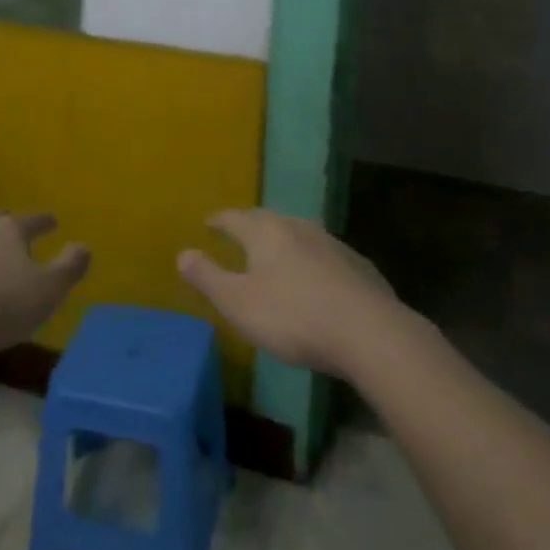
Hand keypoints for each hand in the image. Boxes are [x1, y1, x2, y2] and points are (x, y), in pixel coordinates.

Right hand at [177, 209, 400, 377]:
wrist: (367, 331)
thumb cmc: (292, 316)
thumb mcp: (238, 303)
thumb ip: (209, 278)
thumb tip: (183, 253)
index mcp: (266, 232)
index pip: (235, 218)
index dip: (219, 220)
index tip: (209, 223)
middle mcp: (298, 227)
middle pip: (268, 219)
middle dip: (250, 225)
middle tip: (238, 233)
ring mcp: (331, 243)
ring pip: (298, 233)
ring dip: (282, 240)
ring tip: (273, 253)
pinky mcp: (356, 264)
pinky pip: (323, 254)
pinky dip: (309, 259)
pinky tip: (313, 277)